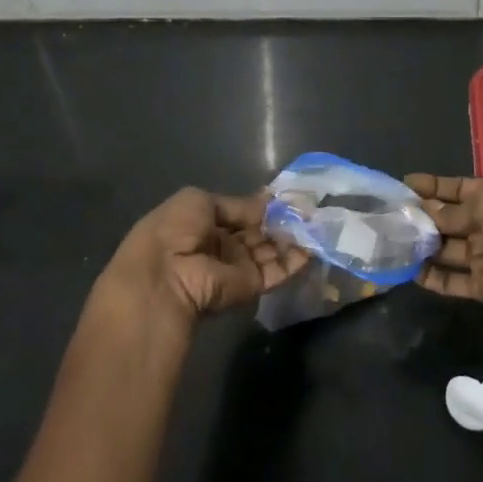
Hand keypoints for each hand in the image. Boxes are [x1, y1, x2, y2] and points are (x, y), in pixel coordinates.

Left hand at [104, 188, 308, 321]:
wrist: (166, 278)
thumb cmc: (174, 231)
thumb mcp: (199, 201)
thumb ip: (237, 204)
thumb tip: (266, 202)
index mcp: (202, 223)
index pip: (239, 213)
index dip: (261, 205)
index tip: (287, 196)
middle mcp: (221, 245)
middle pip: (256, 231)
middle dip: (280, 220)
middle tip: (308, 208)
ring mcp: (237, 267)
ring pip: (269, 250)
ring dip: (291, 237)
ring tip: (316, 222)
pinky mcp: (251, 286)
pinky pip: (276, 270)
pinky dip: (295, 260)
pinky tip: (313, 246)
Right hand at [404, 174, 482, 319]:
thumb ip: (452, 209)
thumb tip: (425, 210)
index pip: (457, 189)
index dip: (432, 186)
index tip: (404, 184)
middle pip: (449, 220)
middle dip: (422, 216)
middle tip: (389, 214)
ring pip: (446, 250)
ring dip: (422, 246)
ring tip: (391, 240)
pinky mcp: (481, 285)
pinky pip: (452, 281)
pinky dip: (431, 278)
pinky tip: (406, 271)